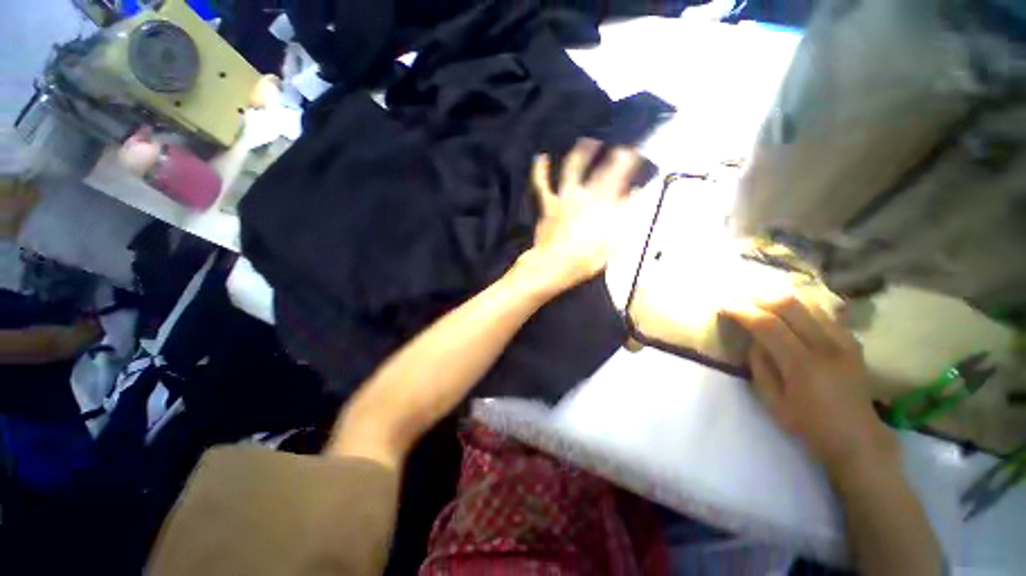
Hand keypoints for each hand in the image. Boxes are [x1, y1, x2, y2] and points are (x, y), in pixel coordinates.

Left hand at [515, 139, 641, 295]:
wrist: (554, 265)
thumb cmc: (585, 259)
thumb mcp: (613, 242)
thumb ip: (627, 218)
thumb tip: (636, 196)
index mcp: (604, 206)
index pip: (623, 182)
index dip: (633, 170)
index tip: (640, 159)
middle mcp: (587, 196)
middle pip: (604, 171)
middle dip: (616, 157)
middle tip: (623, 148)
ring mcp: (565, 198)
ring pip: (573, 169)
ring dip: (581, 153)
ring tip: (587, 141)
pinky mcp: (549, 204)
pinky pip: (543, 185)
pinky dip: (540, 171)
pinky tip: (540, 157)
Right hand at [721, 296, 899, 476]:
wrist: (859, 439)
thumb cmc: (810, 425)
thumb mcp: (772, 402)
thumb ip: (760, 367)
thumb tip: (754, 341)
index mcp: (802, 365)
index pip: (768, 325)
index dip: (743, 311)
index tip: (725, 306)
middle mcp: (826, 346)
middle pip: (790, 305)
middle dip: (760, 298)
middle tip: (741, 299)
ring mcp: (844, 342)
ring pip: (810, 304)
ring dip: (781, 298)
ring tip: (762, 301)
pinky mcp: (852, 342)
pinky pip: (825, 313)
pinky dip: (803, 307)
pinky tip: (792, 311)